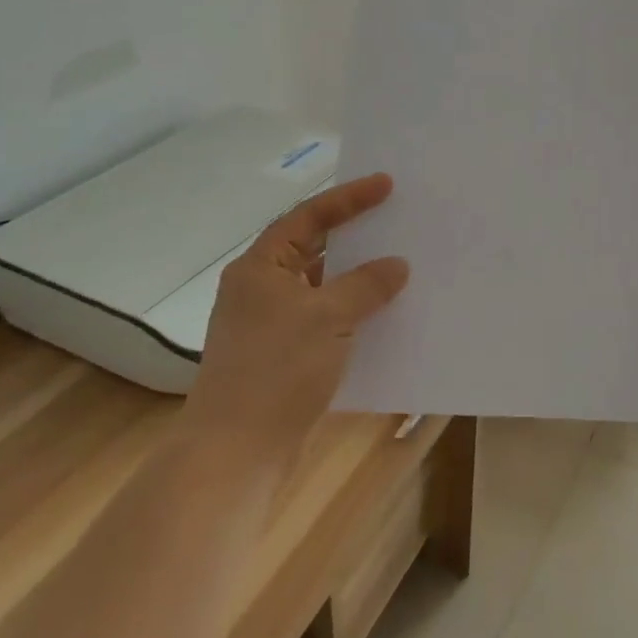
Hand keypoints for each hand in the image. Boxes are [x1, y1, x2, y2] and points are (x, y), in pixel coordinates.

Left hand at [187, 173, 409, 446]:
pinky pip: (325, 321)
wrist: (237, 452)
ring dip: (357, 279)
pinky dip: (352, 314)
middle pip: (314, 249)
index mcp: (260, 267)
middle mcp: (261, 290)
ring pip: (322, 288)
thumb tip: (396, 265)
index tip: (387, 185)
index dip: (348, 198)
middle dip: (355, 237)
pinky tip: (384, 318)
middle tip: (396, 221)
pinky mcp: (283, 357)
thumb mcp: (327, 318)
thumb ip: (365, 285)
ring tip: (400, 267)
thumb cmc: (277, 370)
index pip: (308, 217)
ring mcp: (271, 325)